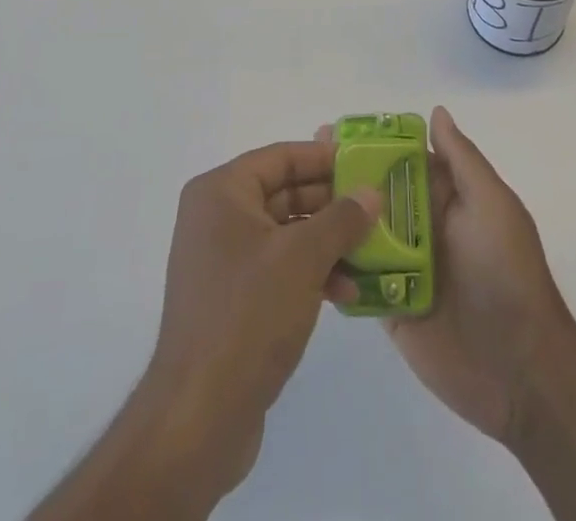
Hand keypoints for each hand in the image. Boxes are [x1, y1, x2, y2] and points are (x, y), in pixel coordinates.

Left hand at [136, 140, 381, 503]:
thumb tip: (372, 193)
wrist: (198, 418)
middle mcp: (216, 218)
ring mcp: (223, 261)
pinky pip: (279, 269)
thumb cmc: (248, 316)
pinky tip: (347, 292)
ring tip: (371, 253)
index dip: (323, 158)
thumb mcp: (302, 259)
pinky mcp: (233, 300)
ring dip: (328, 242)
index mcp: (221, 193)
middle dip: (332, 204)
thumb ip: (341, 219)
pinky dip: (311, 274)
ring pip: (286, 234)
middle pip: (284, 193)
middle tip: (377, 208)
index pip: (280, 157)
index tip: (365, 164)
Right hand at [322, 107, 575, 445]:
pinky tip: (298, 252)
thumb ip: (461, 160)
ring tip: (291, 203)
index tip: (329, 130)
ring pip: (359, 233)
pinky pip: (356, 280)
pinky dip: (333, 266)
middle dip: (341, 176)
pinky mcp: (390, 308)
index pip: (401, 159)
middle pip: (375, 193)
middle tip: (300, 162)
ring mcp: (403, 268)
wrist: (521, 372)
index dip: (369, 143)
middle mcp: (422, 226)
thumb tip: (435, 112)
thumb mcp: (492, 205)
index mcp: (446, 198)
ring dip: (331, 218)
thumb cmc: (506, 274)